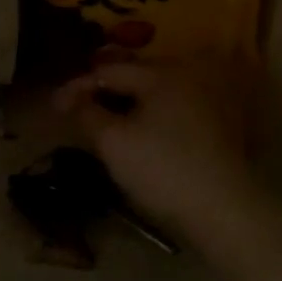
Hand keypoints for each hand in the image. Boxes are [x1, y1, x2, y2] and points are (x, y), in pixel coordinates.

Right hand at [53, 58, 263, 254]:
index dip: (79, 86)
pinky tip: (145, 132)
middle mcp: (189, 76)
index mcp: (161, 74)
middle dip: (107, 89)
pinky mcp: (223, 124)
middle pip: (137, 75)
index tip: (56, 106)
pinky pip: (178, 108)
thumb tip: (71, 98)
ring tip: (110, 119)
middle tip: (81, 108)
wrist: (224, 210)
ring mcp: (211, 99)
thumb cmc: (162, 168)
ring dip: (132, 102)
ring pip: (159, 91)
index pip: (109, 70)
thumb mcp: (113, 141)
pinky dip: (155, 114)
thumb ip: (87, 112)